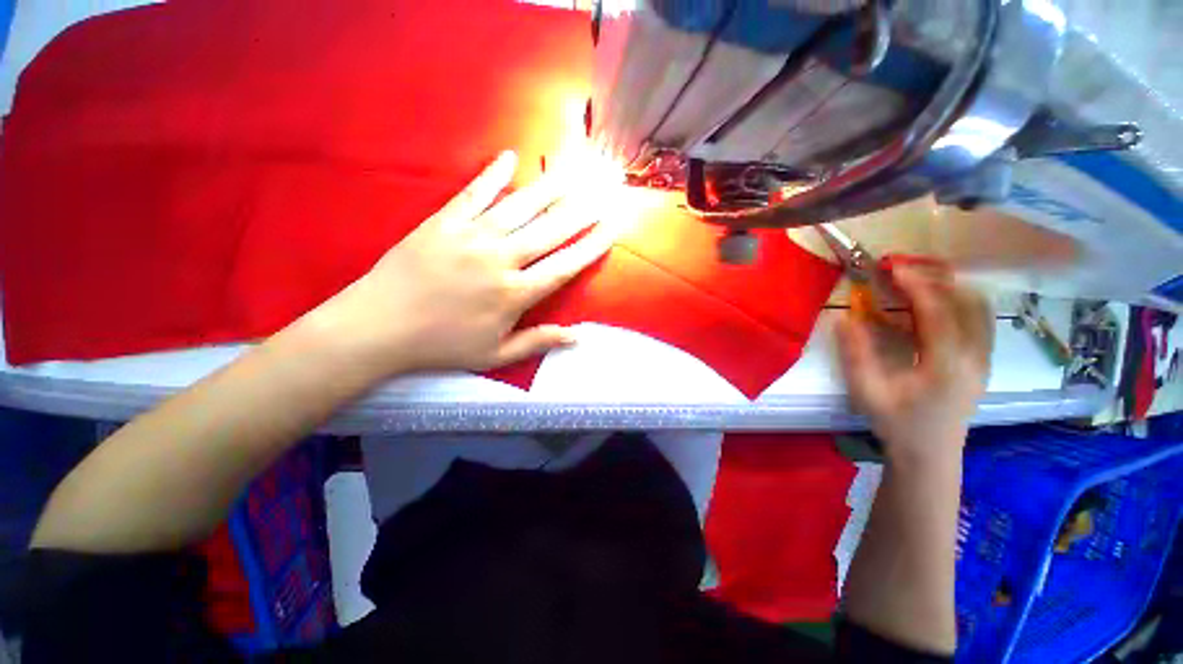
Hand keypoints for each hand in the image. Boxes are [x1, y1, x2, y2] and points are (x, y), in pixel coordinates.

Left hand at [307, 150, 615, 378]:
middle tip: (604, 190)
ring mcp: (471, 237)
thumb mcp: (494, 355)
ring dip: (550, 188)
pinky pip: (473, 194)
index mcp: (514, 295)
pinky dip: (492, 175)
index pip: (564, 266)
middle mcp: (500, 260)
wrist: (379, 326)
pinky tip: (510, 157)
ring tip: (574, 170)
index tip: (611, 229)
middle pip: (550, 231)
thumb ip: (537, 342)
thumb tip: (576, 337)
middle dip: (582, 210)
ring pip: (520, 208)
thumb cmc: (441, 345)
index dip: (590, 247)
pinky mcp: (443, 222)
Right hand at [836, 262, 993, 466]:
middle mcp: (974, 357)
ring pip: (979, 308)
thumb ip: (856, 355)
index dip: (916, 285)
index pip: (938, 312)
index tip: (894, 268)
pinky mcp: (983, 361)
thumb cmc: (897, 424)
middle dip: (935, 279)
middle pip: (967, 303)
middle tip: (903, 270)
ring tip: (918, 280)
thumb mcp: (868, 392)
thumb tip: (845, 319)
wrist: (930, 454)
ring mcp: (984, 359)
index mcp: (946, 366)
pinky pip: (981, 319)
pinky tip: (936, 303)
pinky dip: (961, 301)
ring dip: (950, 287)